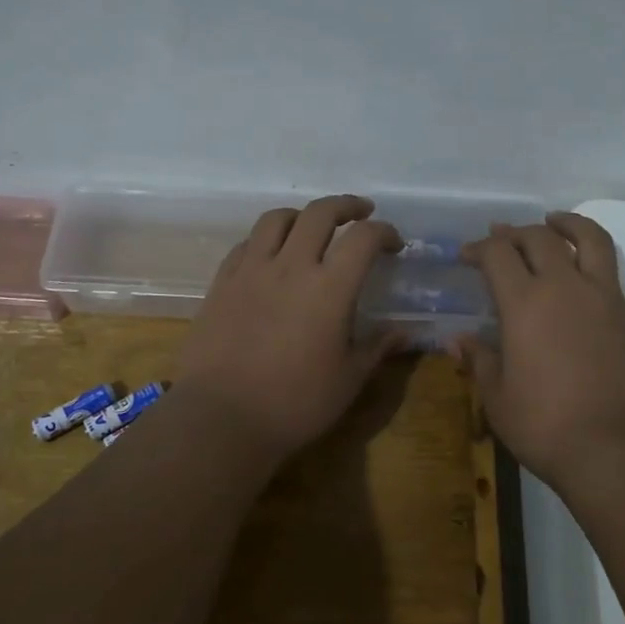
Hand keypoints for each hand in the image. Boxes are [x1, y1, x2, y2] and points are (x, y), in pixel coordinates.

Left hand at [173, 195, 404, 460]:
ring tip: (312, 226)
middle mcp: (291, 266)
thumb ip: (377, 348)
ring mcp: (251, 270)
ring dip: (302, 215)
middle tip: (361, 212)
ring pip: (276, 218)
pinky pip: (246, 244)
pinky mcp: (221, 282)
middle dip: (346, 206)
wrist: (220, 418)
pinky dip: (266, 240)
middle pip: (320, 213)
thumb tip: (404, 332)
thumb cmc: (294, 404)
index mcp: (329, 288)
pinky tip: (271, 256)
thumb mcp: (348, 380)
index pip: (363, 238)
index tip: (394, 244)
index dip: (384, 232)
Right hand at [458, 213, 624, 496]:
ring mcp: (612, 301)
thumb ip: (478, 362)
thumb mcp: (497, 399)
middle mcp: (568, 289)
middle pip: (541, 240)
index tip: (468, 255)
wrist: (618, 456)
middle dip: (518, 233)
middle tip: (504, 238)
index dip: (480, 248)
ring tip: (558, 221)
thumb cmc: (547, 429)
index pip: (498, 256)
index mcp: (525, 304)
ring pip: (596, 244)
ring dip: (574, 226)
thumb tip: (457, 341)